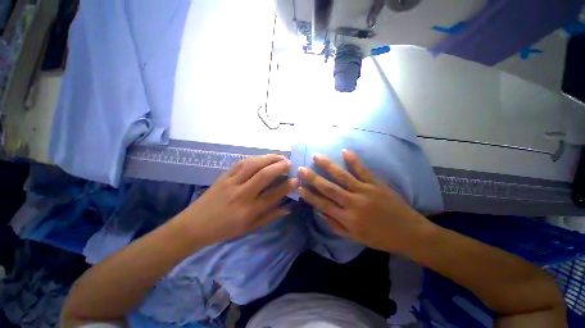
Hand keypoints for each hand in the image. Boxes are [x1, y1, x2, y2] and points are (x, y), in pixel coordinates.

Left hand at [179, 154, 298, 244]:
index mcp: (248, 210)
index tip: (296, 180)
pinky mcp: (223, 176)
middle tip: (290, 163)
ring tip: (279, 157)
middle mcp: (241, 194)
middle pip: (263, 175)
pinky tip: (262, 157)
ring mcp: (231, 183)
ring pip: (252, 165)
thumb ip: (269, 216)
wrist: (194, 225)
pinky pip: (240, 163)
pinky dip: (254, 158)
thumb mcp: (249, 228)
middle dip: (279, 167)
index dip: (287, 186)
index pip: (273, 195)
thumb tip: (287, 208)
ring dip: (268, 158)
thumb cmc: (224, 229)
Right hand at [297, 150, 431, 252]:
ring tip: (317, 156)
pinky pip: (363, 170)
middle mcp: (353, 203)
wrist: (410, 234)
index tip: (298, 187)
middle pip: (329, 188)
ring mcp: (365, 191)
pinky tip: (345, 151)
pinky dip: (353, 160)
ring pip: (342, 176)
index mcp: (347, 218)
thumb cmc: (380, 238)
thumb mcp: (355, 238)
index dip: (309, 195)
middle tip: (301, 168)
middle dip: (313, 178)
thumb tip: (320, 212)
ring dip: (328, 165)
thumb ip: (335, 225)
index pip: (322, 204)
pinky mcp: (377, 184)